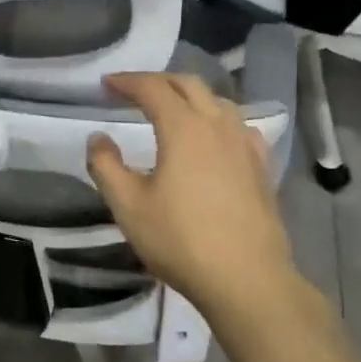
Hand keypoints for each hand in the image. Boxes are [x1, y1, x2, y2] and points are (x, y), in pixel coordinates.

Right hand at [86, 72, 303, 321]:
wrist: (247, 280)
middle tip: (134, 91)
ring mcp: (245, 145)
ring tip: (172, 110)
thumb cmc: (181, 240)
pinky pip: (240, 127)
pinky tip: (215, 138)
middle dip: (159, 81)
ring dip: (190, 96)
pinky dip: (219, 120)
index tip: (106, 84)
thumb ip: (106, 166)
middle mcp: (217, 125)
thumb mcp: (128, 206)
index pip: (152, 88)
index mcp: (183, 128)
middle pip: (189, 85)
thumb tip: (98, 138)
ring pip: (218, 102)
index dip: (127, 81)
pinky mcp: (262, 167)